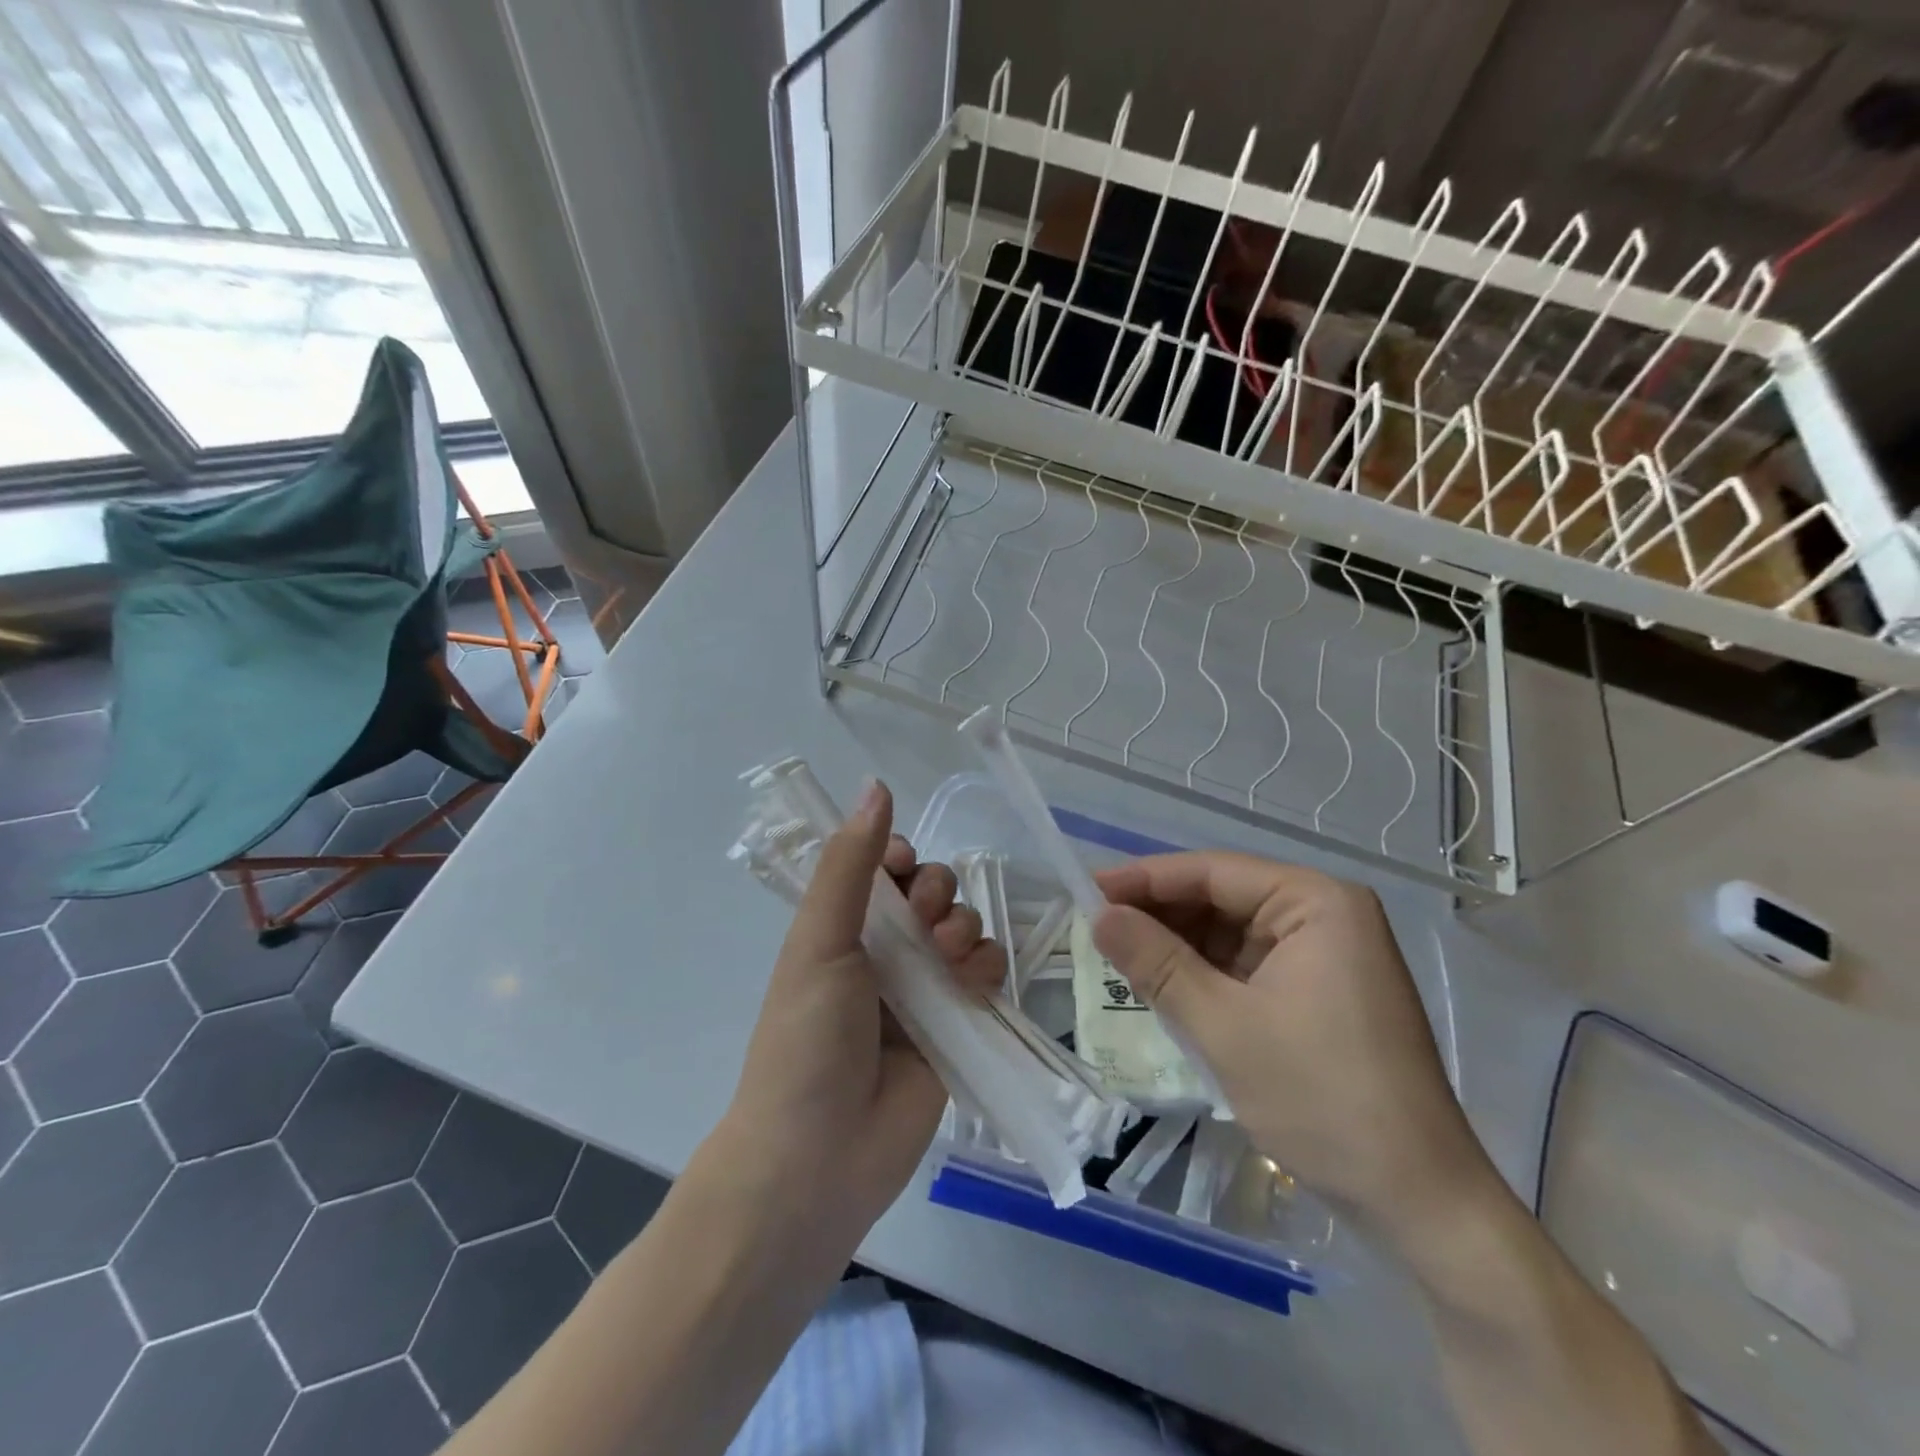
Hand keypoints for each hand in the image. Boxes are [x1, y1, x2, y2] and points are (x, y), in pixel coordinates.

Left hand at [721, 781, 1004, 1234]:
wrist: (819, 1157)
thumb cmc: (807, 1038)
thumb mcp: (819, 940)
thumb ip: (851, 864)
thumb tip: (876, 785)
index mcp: (844, 925)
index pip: (886, 865)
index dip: (902, 856)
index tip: (902, 867)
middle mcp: (885, 949)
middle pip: (934, 890)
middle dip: (937, 894)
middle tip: (922, 926)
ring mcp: (924, 987)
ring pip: (965, 925)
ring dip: (963, 929)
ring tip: (944, 963)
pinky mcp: (958, 1022)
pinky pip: (987, 971)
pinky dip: (985, 967)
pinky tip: (970, 984)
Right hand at [1093, 853, 1493, 1239]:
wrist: (1419, 1204)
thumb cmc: (1322, 1099)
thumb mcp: (1224, 1026)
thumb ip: (1157, 963)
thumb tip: (1098, 915)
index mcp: (1316, 902)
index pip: (1213, 871)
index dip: (1144, 878)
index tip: (1085, 888)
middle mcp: (1324, 915)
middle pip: (1222, 897)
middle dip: (1160, 914)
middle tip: (1094, 927)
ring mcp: (1325, 956)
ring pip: (1230, 933)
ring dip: (1177, 946)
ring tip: (1117, 956)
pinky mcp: (1319, 993)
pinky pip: (1246, 966)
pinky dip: (1203, 974)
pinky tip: (1163, 986)